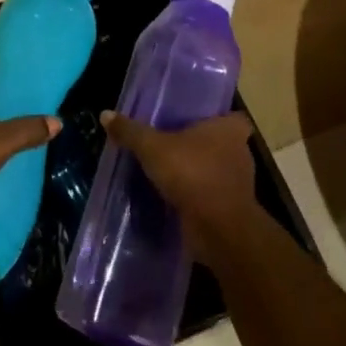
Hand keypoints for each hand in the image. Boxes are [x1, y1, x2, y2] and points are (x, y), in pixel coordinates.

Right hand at [101, 110, 258, 263]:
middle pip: (221, 143)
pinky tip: (174, 198)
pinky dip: (197, 197)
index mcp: (229, 130)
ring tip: (169, 171)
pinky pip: (211, 197)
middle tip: (173, 143)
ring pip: (217, 171)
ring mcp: (239, 184)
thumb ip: (131, 132)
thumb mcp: (153, 148)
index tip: (196, 120)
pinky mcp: (231, 211)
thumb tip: (106, 114)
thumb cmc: (193, 174)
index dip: (216, 118)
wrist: (219, 230)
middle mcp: (240, 153)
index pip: (232, 117)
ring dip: (198, 173)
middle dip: (201, 145)